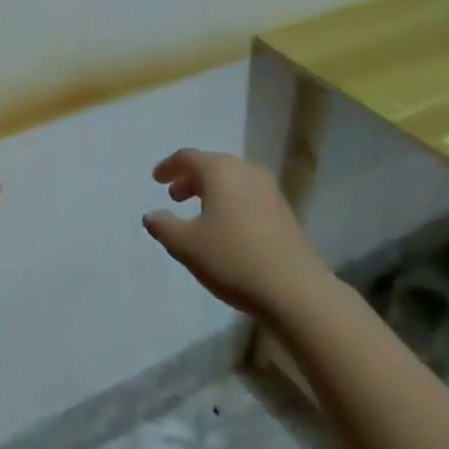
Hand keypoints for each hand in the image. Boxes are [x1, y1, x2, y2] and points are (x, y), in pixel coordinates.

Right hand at [143, 150, 325, 313]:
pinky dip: (231, 203)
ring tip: (199, 213)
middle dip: (190, 179)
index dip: (168, 166)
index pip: (187, 157)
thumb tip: (151, 216)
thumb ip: (163, 227)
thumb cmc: (233, 259)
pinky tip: (227, 229)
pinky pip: (248, 196)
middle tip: (174, 196)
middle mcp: (246, 171)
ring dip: (211, 192)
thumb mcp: (186, 245)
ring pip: (232, 181)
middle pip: (212, 166)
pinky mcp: (285, 213)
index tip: (156, 179)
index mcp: (220, 171)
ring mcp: (270, 191)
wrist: (297, 291)